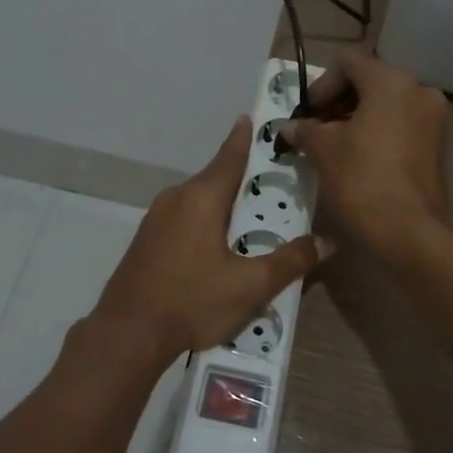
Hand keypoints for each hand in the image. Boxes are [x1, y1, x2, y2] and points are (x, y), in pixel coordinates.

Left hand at [94, 117, 326, 358]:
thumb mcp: (250, 285)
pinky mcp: (146, 240)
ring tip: (250, 219)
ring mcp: (156, 219)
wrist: (127, 333)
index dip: (245, 137)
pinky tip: (217, 247)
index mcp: (202, 198)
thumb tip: (326, 242)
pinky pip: (183, 219)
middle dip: (242, 179)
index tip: (252, 118)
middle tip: (272, 184)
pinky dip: (205, 222)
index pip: (230, 155)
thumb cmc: (192, 301)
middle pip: (215, 179)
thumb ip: (290, 261)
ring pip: (198, 201)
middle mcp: (176, 198)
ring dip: (223, 204)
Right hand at [279, 50, 448, 255]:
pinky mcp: (437, 144)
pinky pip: (400, 125)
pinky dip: (377, 132)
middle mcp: (419, 91)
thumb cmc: (361, 180)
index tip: (307, 114)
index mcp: (391, 82)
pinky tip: (357, 158)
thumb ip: (305, 130)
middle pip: (369, 81)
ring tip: (332, 147)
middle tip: (315, 130)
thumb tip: (289, 127)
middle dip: (337, 103)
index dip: (320, 85)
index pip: (347, 62)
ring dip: (356, 118)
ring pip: (386, 104)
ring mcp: (433, 118)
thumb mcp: (324, 151)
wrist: (409, 231)